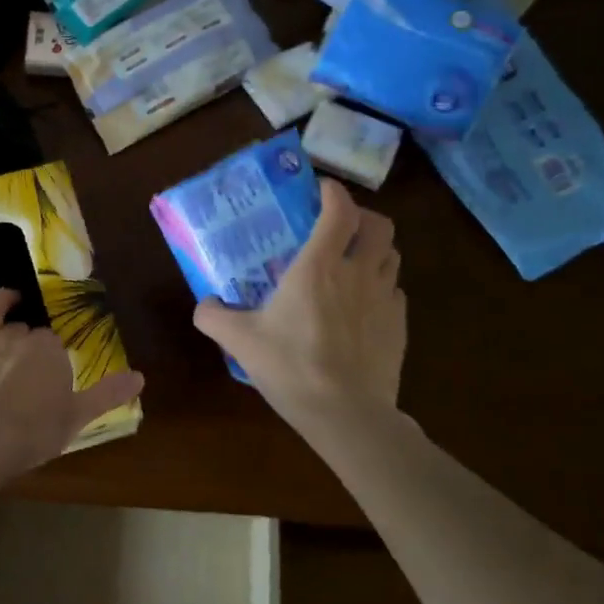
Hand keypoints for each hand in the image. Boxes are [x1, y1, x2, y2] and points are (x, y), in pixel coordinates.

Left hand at [0, 288, 144, 476]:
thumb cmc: (33, 433)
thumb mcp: (78, 417)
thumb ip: (108, 393)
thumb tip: (141, 377)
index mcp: (47, 352)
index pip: (53, 345)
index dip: (52, 358)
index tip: (52, 375)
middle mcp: (15, 338)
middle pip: (24, 329)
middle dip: (27, 336)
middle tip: (28, 358)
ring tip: (5, 298)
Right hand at [193, 177, 406, 427]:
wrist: (346, 414)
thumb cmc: (291, 367)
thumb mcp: (240, 341)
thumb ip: (214, 317)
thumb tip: (204, 304)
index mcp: (319, 266)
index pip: (339, 210)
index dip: (333, 192)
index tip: (320, 189)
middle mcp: (358, 273)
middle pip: (379, 225)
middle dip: (362, 217)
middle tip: (340, 226)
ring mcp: (385, 299)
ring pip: (391, 256)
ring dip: (374, 250)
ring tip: (351, 263)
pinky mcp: (399, 326)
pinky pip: (394, 292)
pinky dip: (380, 287)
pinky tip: (361, 306)